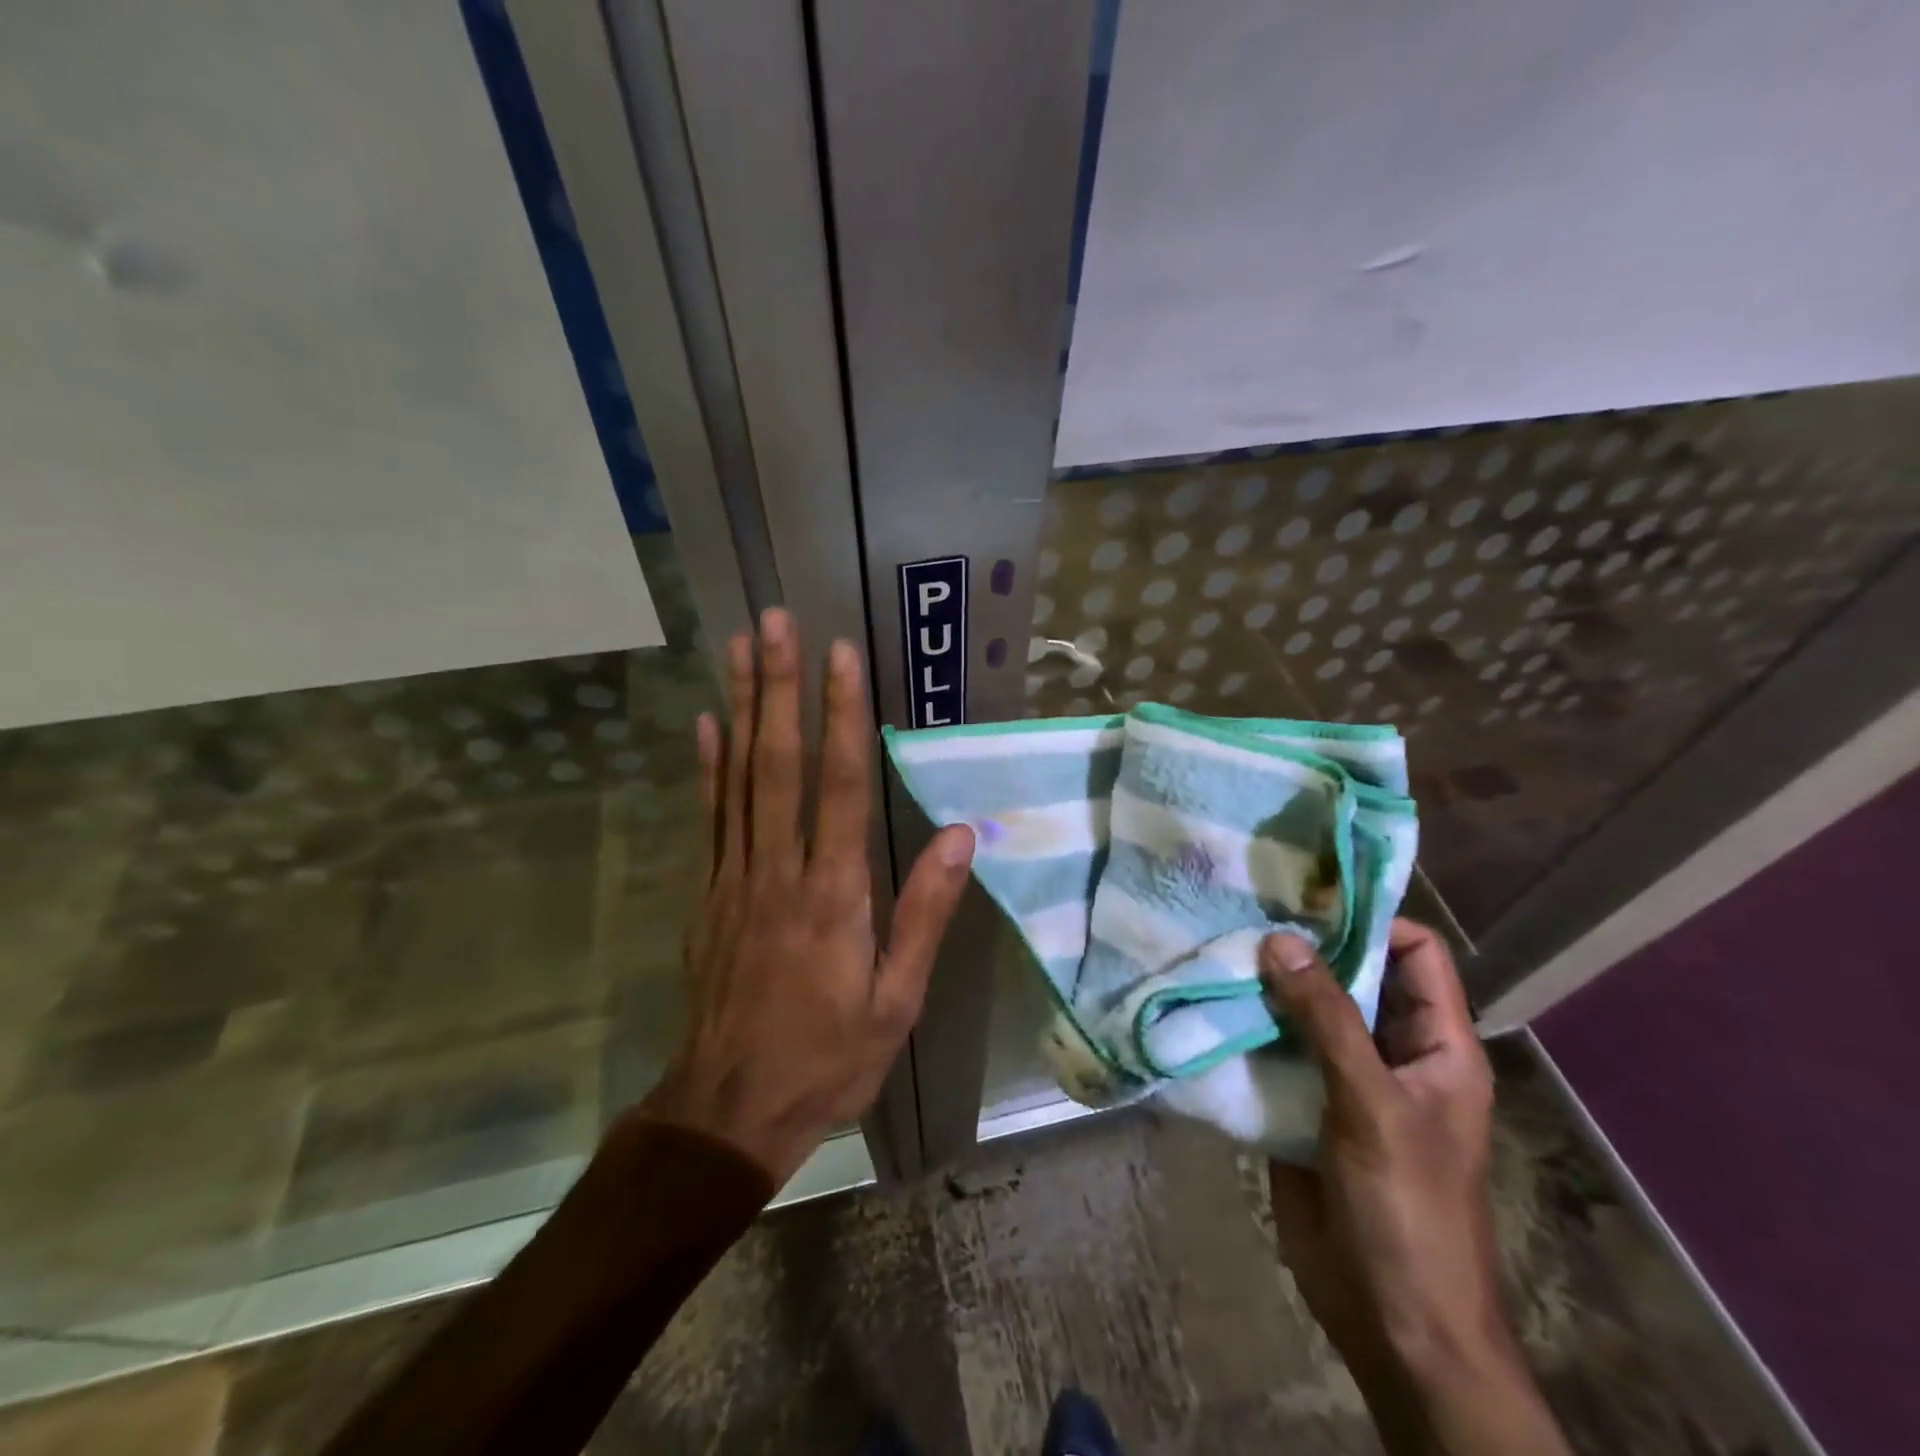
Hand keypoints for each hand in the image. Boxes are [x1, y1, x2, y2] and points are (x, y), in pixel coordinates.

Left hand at [637, 609, 974, 1184]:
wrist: (728, 1111)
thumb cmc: (826, 1058)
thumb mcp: (895, 1002)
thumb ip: (924, 914)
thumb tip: (958, 836)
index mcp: (833, 894)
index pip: (840, 785)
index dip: (841, 716)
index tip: (839, 655)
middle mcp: (779, 870)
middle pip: (778, 763)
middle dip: (778, 686)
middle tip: (773, 621)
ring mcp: (734, 877)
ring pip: (738, 777)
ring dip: (740, 707)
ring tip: (738, 647)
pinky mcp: (709, 893)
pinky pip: (710, 817)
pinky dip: (707, 766)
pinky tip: (705, 724)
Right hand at [1260, 921, 1569, 1455]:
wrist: (1392, 1321)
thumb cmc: (1406, 1209)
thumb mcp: (1372, 1104)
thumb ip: (1327, 1018)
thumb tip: (1281, 938)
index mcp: (1435, 1044)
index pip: (1415, 952)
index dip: (1370, 918)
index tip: (1306, 895)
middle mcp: (1391, 1050)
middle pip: (1352, 975)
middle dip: (1304, 946)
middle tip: (1243, 910)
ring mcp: (1344, 1077)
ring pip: (1307, 1010)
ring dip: (1268, 984)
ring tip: (1216, 946)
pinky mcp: (1303, 1103)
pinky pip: (1276, 1049)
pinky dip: (1248, 1025)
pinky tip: (1208, 1003)